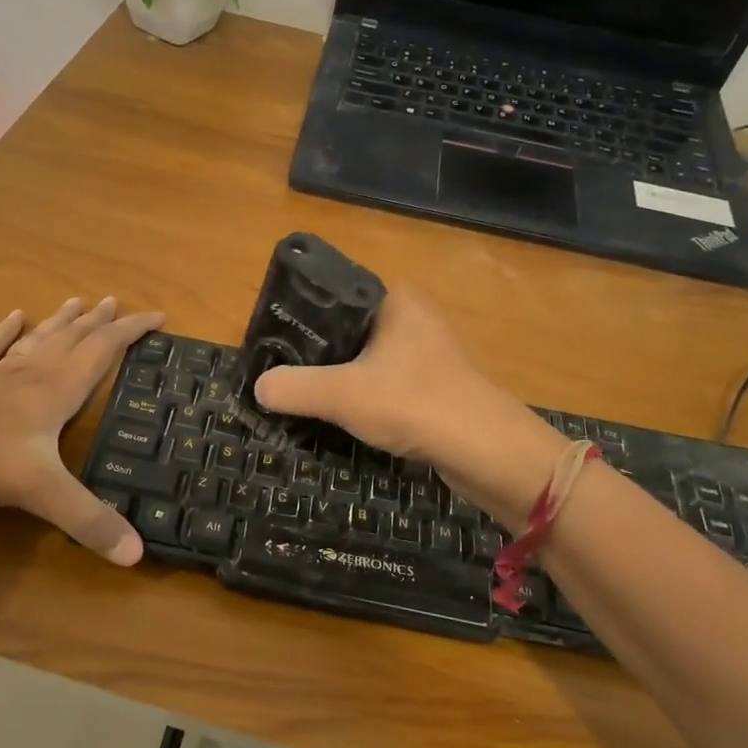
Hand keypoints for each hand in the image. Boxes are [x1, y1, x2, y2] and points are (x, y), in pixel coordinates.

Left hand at [0, 296, 163, 564]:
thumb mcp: (41, 492)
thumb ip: (88, 521)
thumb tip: (137, 554)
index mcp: (56, 390)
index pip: (103, 351)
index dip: (132, 331)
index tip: (159, 316)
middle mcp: (32, 373)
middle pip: (73, 338)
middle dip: (100, 321)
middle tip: (117, 302)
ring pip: (38, 339)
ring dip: (61, 321)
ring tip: (78, 301)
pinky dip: (5, 331)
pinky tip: (13, 316)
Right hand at [253, 286, 558, 523]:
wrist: (489, 452)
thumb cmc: (415, 404)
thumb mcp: (342, 394)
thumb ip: (294, 388)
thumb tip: (258, 387)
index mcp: (395, 299)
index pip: (334, 296)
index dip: (300, 319)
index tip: (271, 345)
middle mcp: (414, 316)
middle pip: (348, 330)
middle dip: (316, 355)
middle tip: (281, 375)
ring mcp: (429, 352)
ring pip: (368, 360)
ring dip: (341, 379)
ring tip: (304, 397)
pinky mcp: (437, 385)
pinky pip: (387, 384)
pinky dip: (365, 398)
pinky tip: (346, 417)